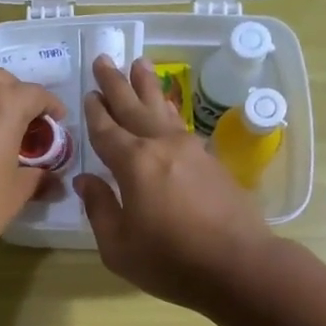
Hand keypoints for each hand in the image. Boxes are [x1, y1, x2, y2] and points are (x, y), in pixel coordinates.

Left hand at [0, 69, 64, 265]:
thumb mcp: (17, 193)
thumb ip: (38, 176)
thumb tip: (51, 177)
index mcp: (3, 103)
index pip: (37, 94)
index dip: (52, 110)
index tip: (58, 127)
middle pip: (3, 83)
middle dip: (20, 100)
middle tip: (29, 129)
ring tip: (1, 136)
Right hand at [75, 55, 277, 310]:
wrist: (239, 266)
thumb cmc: (170, 261)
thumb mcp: (118, 246)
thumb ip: (99, 209)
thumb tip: (86, 181)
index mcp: (134, 163)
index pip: (106, 130)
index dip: (94, 112)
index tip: (87, 92)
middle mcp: (162, 146)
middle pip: (134, 107)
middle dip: (116, 83)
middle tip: (104, 59)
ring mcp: (191, 150)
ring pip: (163, 109)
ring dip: (148, 86)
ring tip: (139, 64)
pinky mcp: (212, 161)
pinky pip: (182, 124)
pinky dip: (169, 110)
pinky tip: (168, 107)